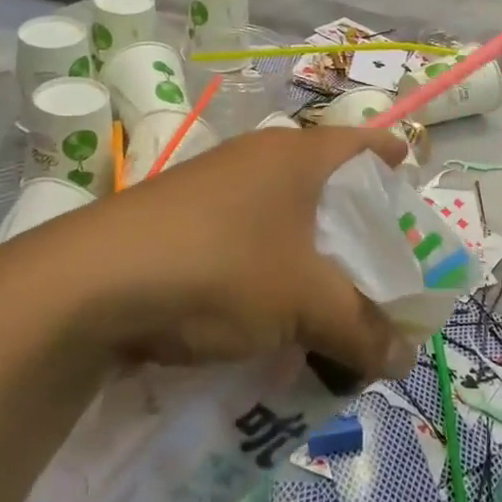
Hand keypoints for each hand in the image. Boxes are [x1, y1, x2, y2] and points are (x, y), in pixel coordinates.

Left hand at [15, 125, 419, 378]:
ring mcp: (215, 184)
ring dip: (310, 254)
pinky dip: (268, 267)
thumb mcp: (305, 304)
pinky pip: (246, 236)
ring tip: (326, 302)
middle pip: (328, 182)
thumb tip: (404, 359)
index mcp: (298, 154)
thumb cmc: (220, 269)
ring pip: (285, 214)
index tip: (414, 195)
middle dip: (356, 227)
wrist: (88, 284)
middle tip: (378, 271)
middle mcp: (258, 157)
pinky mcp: (181, 217)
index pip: (367, 142)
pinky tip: (266, 312)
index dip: (396, 163)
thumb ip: (362, 330)